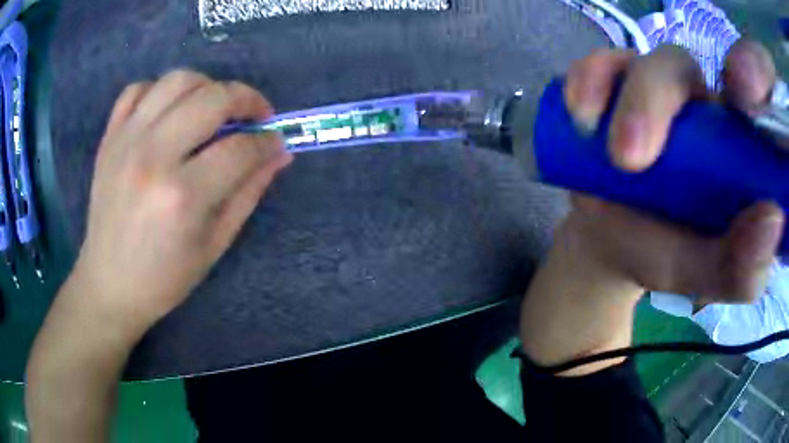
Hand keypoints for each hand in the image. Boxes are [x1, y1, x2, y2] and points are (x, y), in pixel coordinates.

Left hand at [71, 70, 291, 336]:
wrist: (109, 284)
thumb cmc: (164, 277)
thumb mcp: (215, 245)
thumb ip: (248, 193)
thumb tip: (278, 154)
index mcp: (182, 196)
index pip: (240, 148)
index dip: (267, 142)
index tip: (276, 143)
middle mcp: (153, 156)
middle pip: (213, 97)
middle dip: (247, 99)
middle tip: (255, 116)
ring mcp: (126, 141)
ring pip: (177, 80)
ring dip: (207, 86)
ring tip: (213, 108)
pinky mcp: (109, 137)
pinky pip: (137, 89)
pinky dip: (159, 91)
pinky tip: (169, 112)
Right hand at [561, 41, 782, 303]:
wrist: (612, 242)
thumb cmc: (668, 254)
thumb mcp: (707, 275)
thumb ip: (741, 267)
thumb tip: (772, 223)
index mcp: (733, 142)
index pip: (742, 99)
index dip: (738, 92)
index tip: (725, 130)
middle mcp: (697, 103)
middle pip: (683, 69)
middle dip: (655, 100)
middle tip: (630, 160)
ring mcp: (653, 88)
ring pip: (644, 62)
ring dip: (620, 92)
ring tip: (596, 138)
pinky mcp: (615, 86)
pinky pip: (601, 66)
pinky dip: (589, 81)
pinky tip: (580, 113)